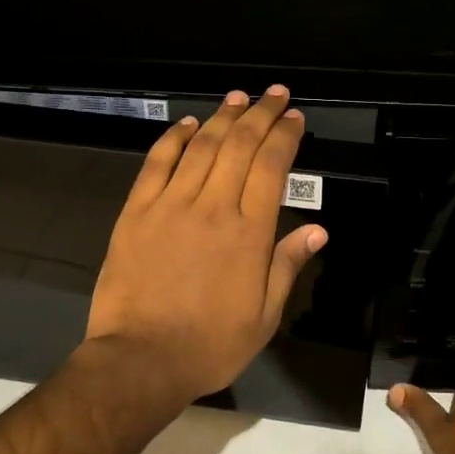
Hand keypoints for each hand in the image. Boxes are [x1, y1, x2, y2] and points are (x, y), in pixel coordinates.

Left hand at [84, 86, 327, 406]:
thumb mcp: (264, 316)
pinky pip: (158, 163)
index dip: (285, 136)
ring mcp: (171, 205)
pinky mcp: (137, 211)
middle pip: (240, 145)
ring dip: (223, 116)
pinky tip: (188, 124)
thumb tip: (317, 229)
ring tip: (238, 97)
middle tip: (275, 94)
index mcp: (249, 232)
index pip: (272, 166)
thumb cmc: (210, 344)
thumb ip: (287, 265)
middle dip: (261, 113)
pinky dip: (174, 138)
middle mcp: (213, 206)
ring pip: (202, 146)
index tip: (295, 118)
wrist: (140, 360)